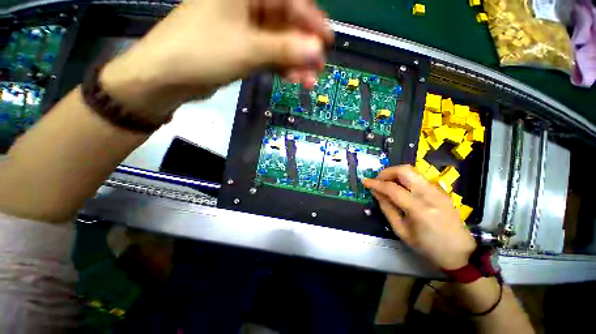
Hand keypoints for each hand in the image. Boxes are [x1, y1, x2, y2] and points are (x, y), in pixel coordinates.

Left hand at [100, 0, 331, 116]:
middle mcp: (247, 4)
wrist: (169, 76)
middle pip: (287, 23)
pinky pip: (269, 55)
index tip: (327, 41)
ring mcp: (245, 27)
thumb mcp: (249, 49)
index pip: (290, 0)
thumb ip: (285, 50)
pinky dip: (281, 67)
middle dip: (304, 48)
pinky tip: (291, 79)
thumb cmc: (203, 52)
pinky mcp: (243, 47)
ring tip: (306, 81)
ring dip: (294, 63)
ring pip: (279, 43)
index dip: (312, 21)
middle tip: (317, 69)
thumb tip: (317, 52)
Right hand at [363, 165, 475, 269]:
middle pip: (405, 171)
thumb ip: (387, 208)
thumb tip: (376, 192)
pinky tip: (401, 189)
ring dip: (395, 174)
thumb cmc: (428, 246)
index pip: (392, 188)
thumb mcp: (401, 231)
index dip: (375, 183)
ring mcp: (438, 191)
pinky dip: (405, 179)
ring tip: (387, 184)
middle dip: (387, 172)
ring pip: (412, 171)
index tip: (365, 181)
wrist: (460, 253)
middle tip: (378, 180)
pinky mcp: (441, 191)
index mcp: (419, 209)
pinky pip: (418, 178)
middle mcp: (430, 195)